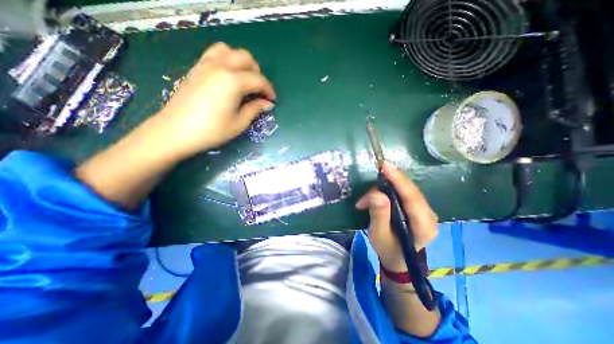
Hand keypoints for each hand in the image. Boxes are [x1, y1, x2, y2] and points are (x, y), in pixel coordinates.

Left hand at [158, 42, 275, 153]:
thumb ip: (255, 109)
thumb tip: (268, 104)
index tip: (272, 100)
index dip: (269, 90)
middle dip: (258, 73)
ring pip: (230, 51)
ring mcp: (206, 64)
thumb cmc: (212, 130)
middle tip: (259, 91)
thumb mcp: (239, 123)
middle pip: (246, 58)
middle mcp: (220, 66)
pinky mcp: (197, 68)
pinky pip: (215, 53)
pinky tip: (228, 76)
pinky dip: (227, 60)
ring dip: (242, 63)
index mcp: (233, 81)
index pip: (258, 80)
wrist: (176, 131)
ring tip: (245, 80)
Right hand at [353, 161, 437, 274]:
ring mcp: (425, 210)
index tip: (384, 166)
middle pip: (408, 190)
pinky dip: (387, 191)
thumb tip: (377, 194)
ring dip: (383, 190)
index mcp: (423, 225)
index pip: (412, 197)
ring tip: (365, 201)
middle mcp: (429, 215)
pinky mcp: (418, 207)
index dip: (398, 179)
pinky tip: (375, 197)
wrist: (398, 259)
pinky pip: (403, 192)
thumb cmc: (388, 249)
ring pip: (405, 189)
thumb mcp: (379, 235)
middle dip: (386, 185)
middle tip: (366, 194)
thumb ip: (379, 215)